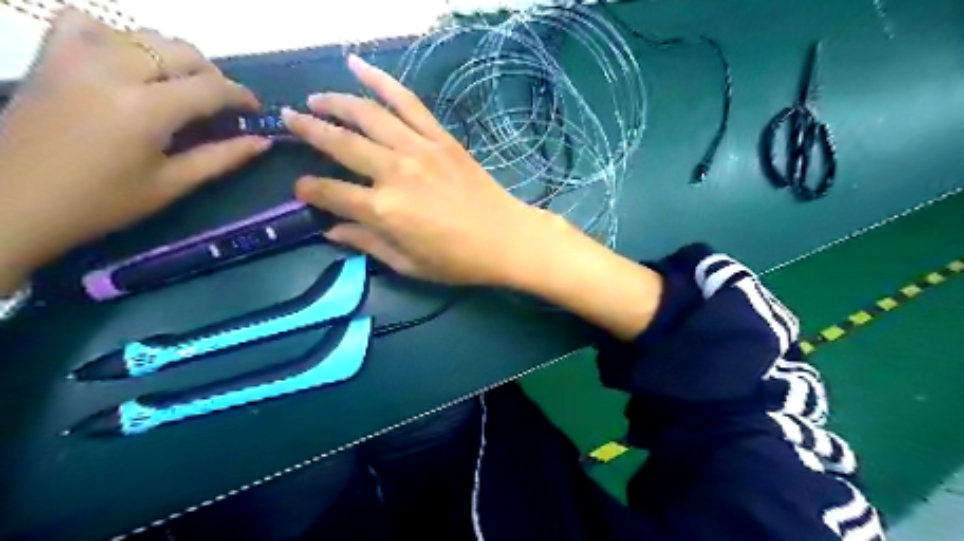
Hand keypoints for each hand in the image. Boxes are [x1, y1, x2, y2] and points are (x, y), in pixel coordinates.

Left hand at [0, 8, 267, 293]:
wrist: (15, 201)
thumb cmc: (103, 202)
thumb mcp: (172, 184)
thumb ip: (221, 158)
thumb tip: (262, 142)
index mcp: (147, 109)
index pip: (211, 87)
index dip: (242, 96)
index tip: (255, 110)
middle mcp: (114, 71)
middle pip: (181, 52)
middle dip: (213, 75)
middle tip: (221, 104)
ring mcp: (76, 57)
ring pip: (143, 35)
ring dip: (173, 57)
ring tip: (181, 86)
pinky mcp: (50, 57)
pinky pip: (86, 23)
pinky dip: (116, 36)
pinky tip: (126, 61)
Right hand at [282, 55, 548, 287]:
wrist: (506, 238)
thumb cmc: (458, 260)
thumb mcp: (409, 264)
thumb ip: (368, 244)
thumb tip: (332, 232)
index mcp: (384, 210)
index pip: (331, 193)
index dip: (310, 190)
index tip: (300, 188)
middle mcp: (395, 173)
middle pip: (341, 143)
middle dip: (308, 129)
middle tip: (287, 119)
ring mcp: (419, 150)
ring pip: (368, 115)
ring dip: (336, 101)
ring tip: (315, 97)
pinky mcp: (440, 138)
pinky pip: (407, 102)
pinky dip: (382, 81)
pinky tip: (359, 67)